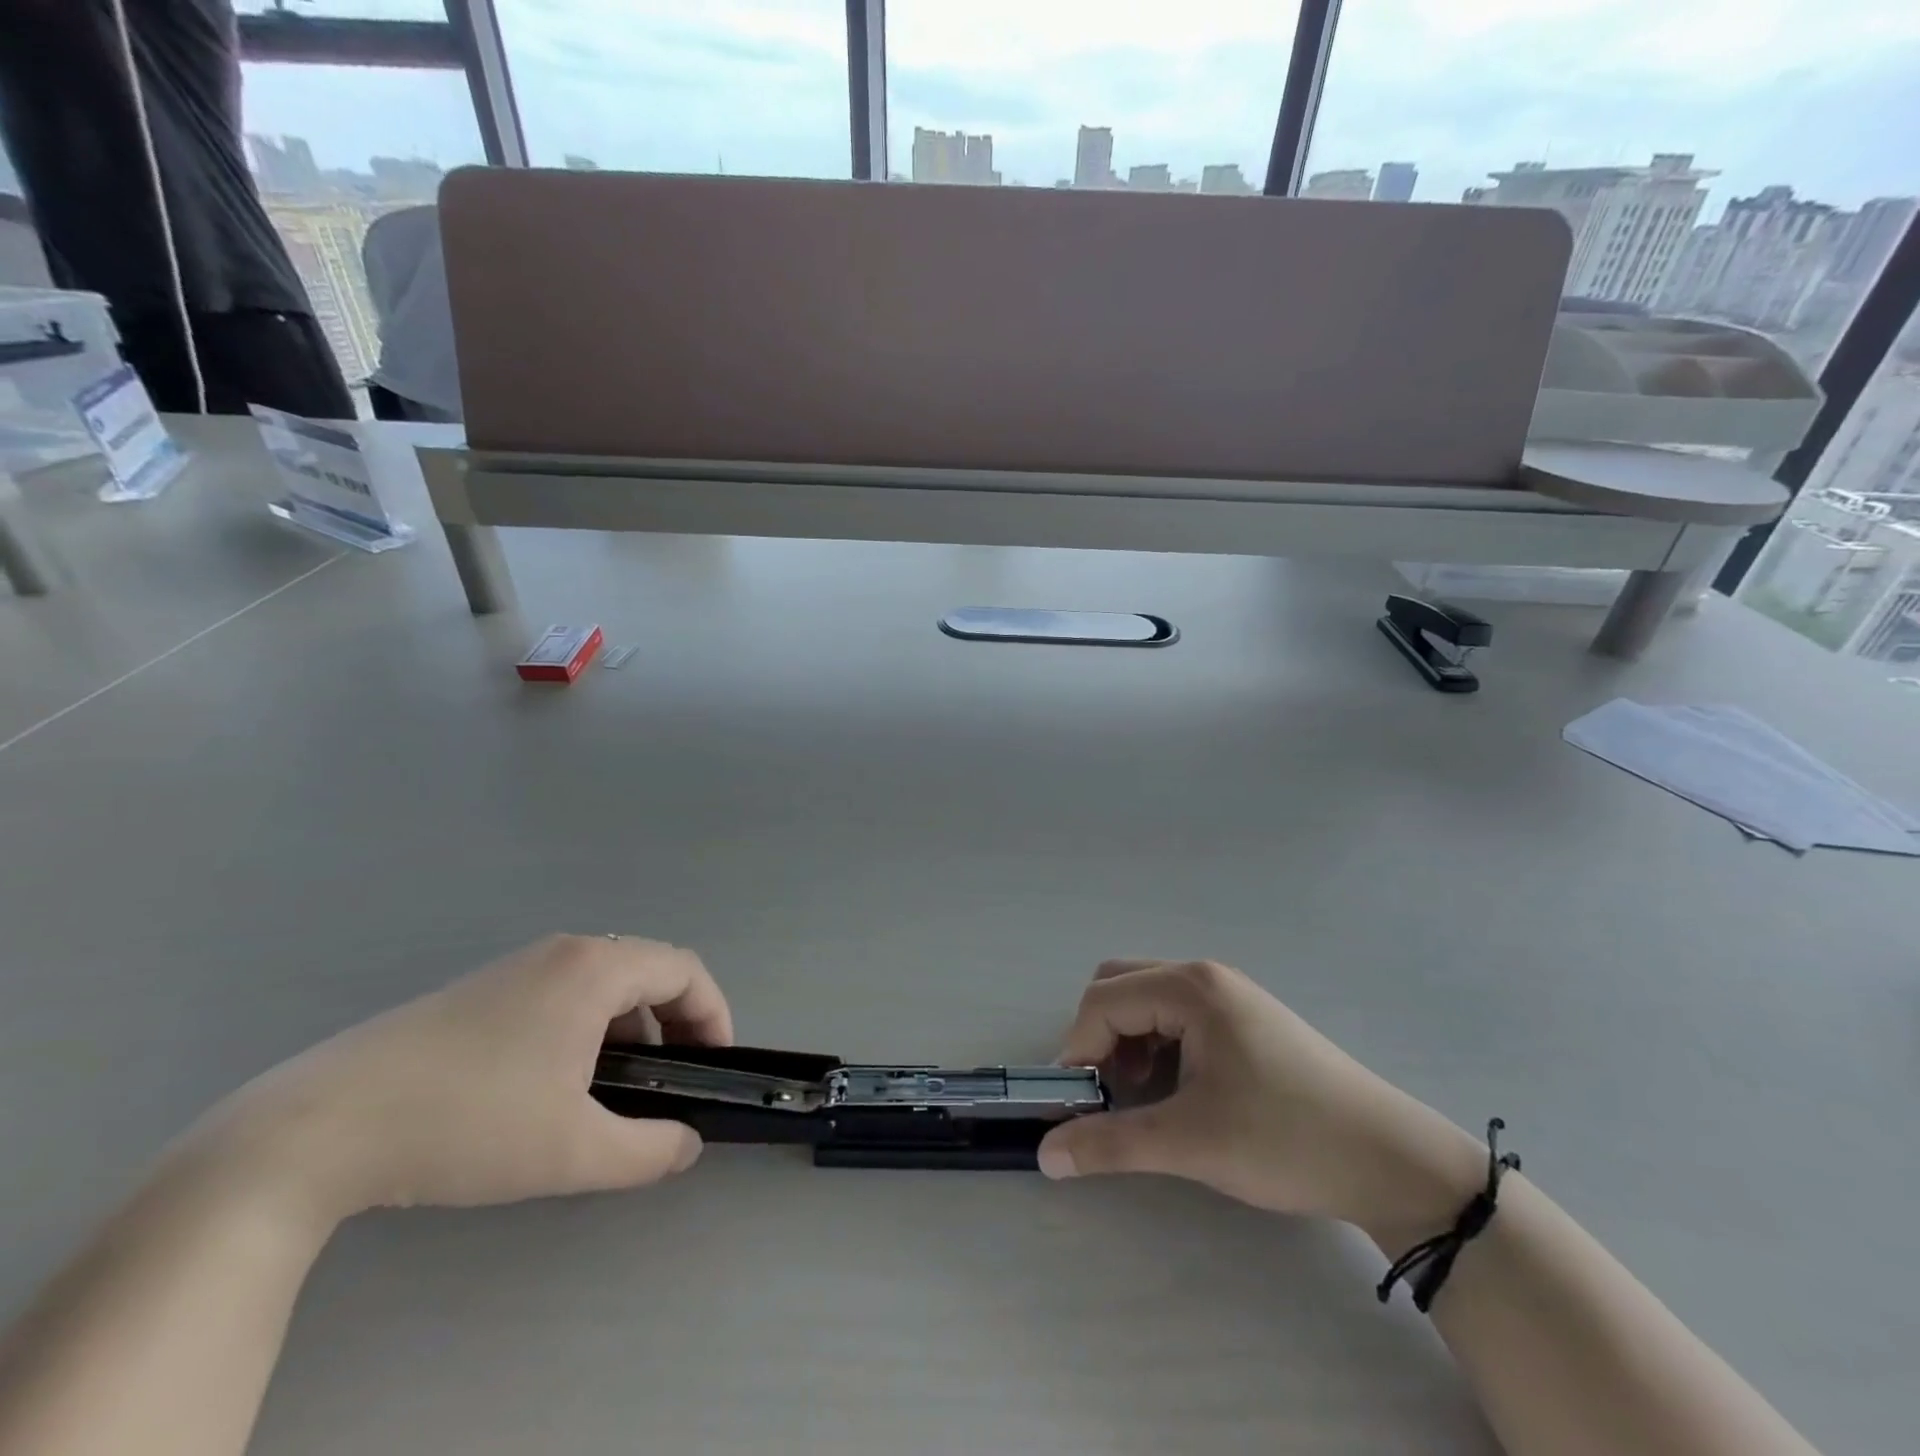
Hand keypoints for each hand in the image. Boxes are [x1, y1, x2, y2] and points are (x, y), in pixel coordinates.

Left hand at [189, 935, 733, 1227]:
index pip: (684, 970)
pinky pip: (561, 992)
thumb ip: (649, 1150)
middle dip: (675, 1022)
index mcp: (595, 968)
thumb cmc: (468, 1123)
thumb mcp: (573, 1152)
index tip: (714, 1066)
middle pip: (647, 970)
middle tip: (673, 1078)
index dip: (713, 1014)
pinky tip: (555, 1082)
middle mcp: (562, 951)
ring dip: (630, 1026)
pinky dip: (587, 1026)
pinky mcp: (478, 991)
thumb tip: (687, 1146)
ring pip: (603, 981)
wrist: (316, 1129)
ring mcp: (515, 966)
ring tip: (616, 1087)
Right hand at [1038, 959, 1484, 1242]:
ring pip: (1147, 1000)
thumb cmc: (1286, 1139)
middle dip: (1100, 1037)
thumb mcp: (1192, 1142)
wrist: (1391, 1159)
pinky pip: (1176, 1015)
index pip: (1103, 1001)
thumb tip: (1046, 1153)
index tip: (1079, 1104)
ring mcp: (1228, 994)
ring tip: (1143, 1097)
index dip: (1078, 1049)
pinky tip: (1177, 1090)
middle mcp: (1204, 977)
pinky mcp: (1244, 1018)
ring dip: (1128, 1042)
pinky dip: (1158, 1046)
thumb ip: (1111, 1143)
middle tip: (1109, 1093)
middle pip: (1119, 987)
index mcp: (1189, 988)